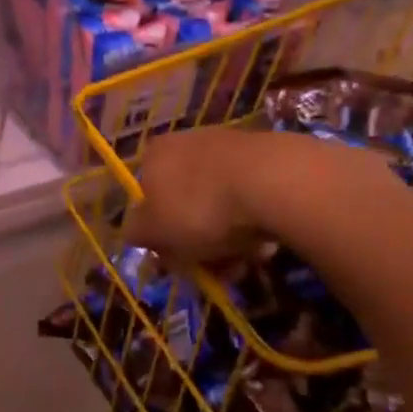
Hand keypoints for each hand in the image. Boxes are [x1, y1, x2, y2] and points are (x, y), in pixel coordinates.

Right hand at [125, 127, 391, 262]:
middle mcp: (188, 142)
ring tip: (243, 262)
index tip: (173, 260)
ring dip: (227, 240)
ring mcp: (231, 146)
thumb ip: (135, 232)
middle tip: (210, 269)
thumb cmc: (200, 208)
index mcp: (155, 153)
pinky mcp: (271, 156)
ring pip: (220, 205)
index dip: (157, 233)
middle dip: (195, 241)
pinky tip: (266, 245)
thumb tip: (135, 231)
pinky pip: (253, 199)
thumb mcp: (153, 230)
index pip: (145, 196)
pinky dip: (255, 224)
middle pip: (184, 203)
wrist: (277, 182)